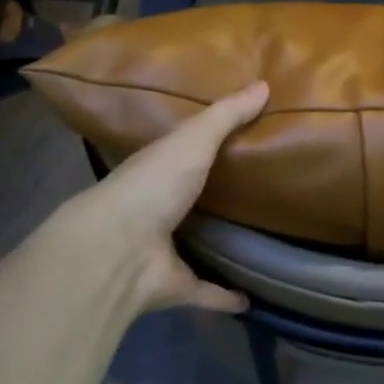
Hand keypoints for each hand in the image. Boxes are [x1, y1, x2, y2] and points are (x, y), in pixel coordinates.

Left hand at [72, 82, 268, 315]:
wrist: (118, 249)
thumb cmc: (152, 185)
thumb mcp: (193, 139)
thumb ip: (226, 115)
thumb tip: (265, 83)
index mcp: (159, 171)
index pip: (183, 153)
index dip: (206, 145)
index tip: (240, 140)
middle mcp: (159, 210)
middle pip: (192, 201)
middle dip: (216, 198)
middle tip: (259, 190)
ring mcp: (165, 250)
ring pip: (197, 246)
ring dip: (219, 246)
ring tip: (259, 240)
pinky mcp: (176, 285)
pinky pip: (206, 291)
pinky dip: (225, 296)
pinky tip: (251, 299)